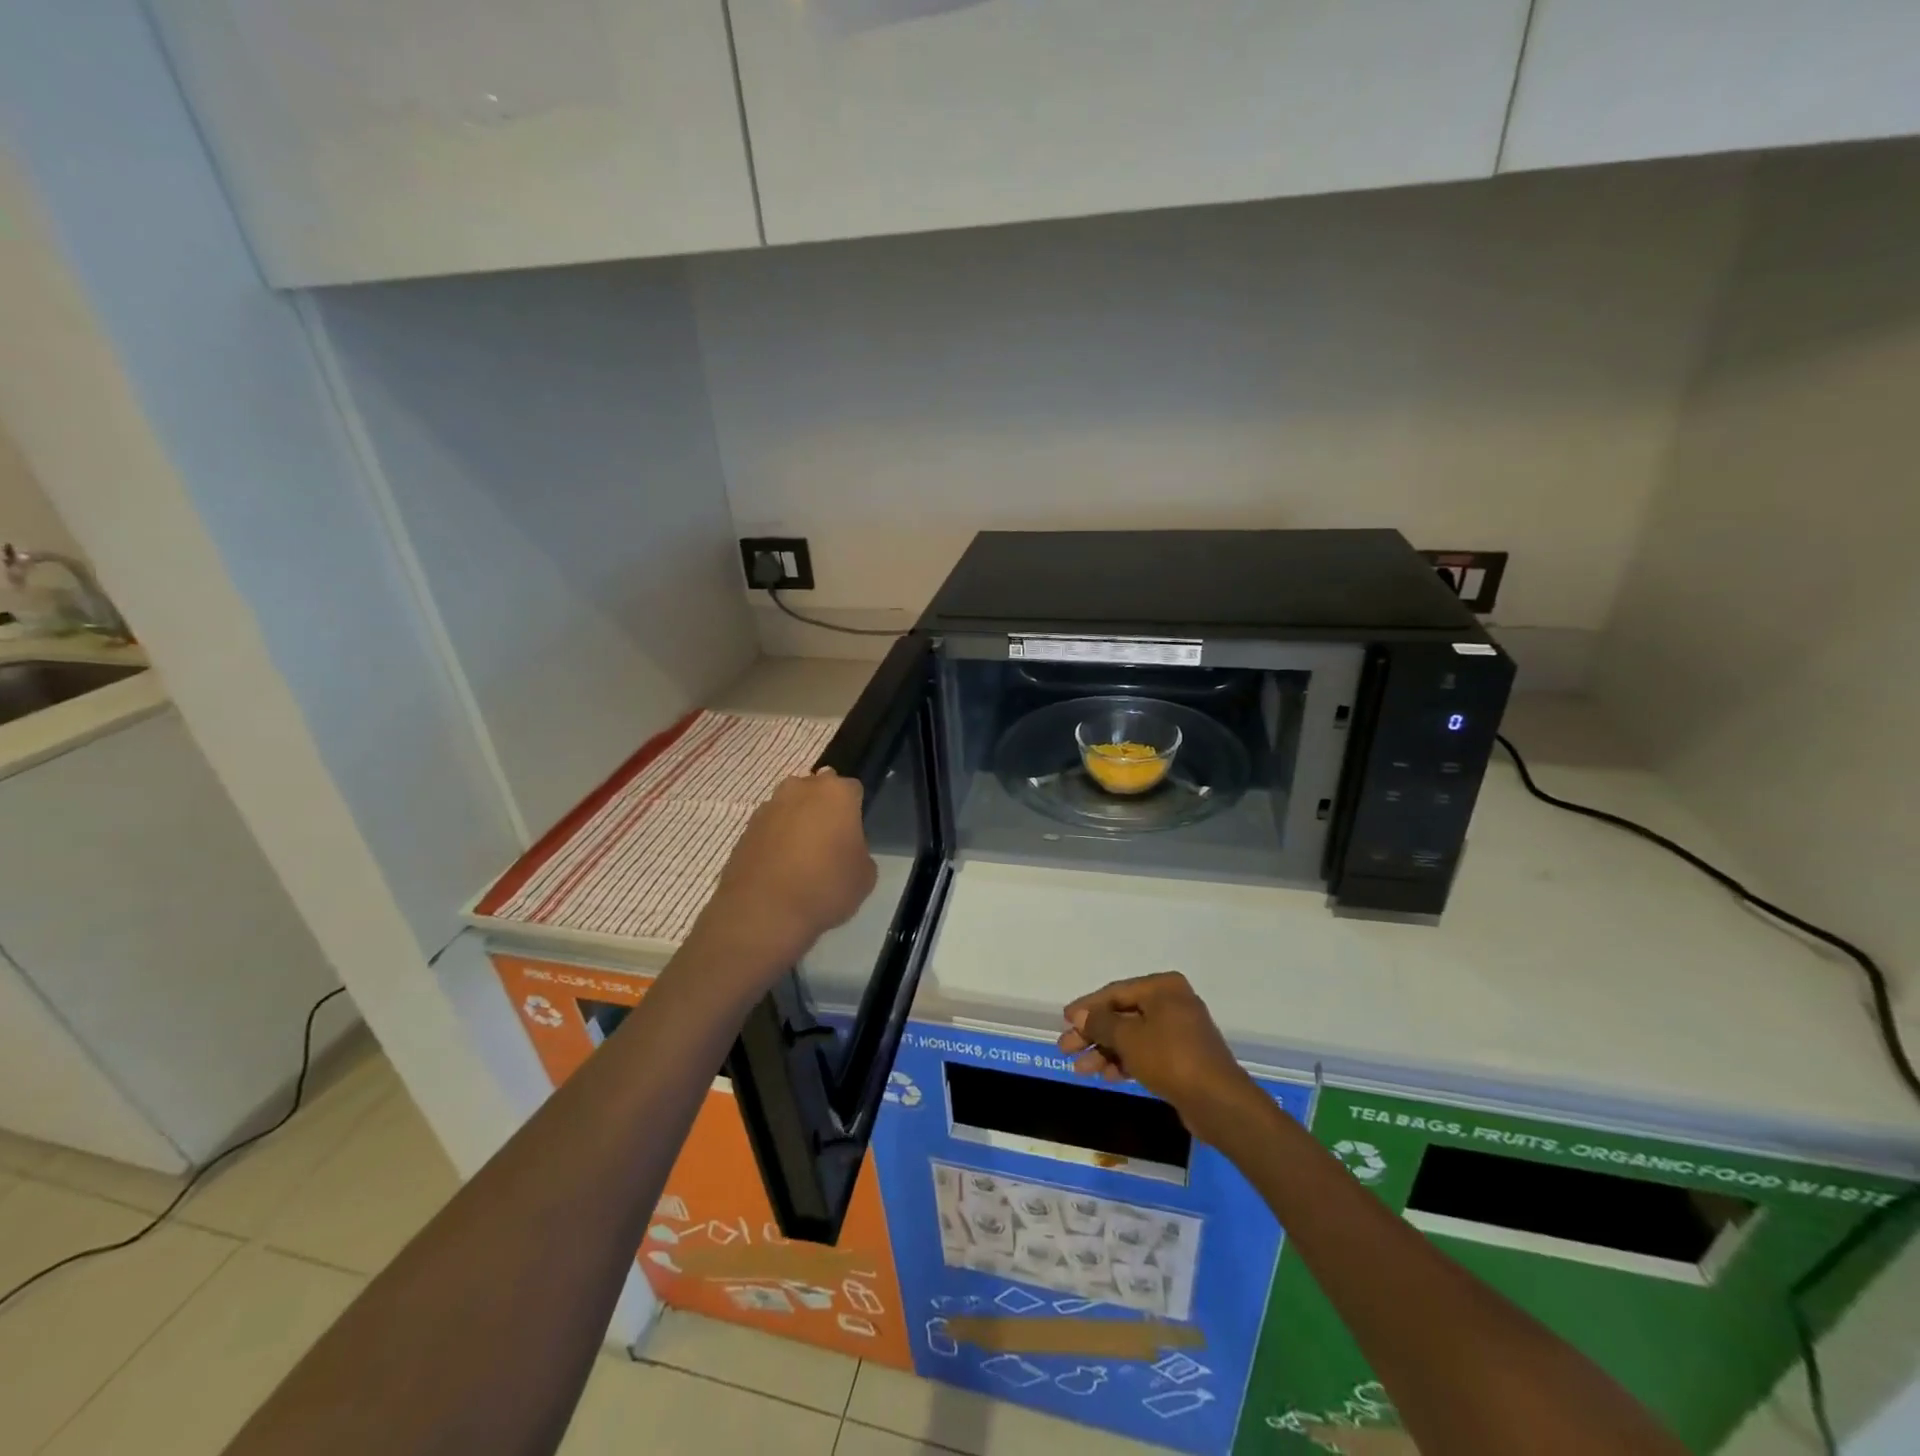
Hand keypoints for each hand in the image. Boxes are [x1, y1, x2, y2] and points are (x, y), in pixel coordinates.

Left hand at [705, 770, 876, 965]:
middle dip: (824, 807)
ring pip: (791, 805)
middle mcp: (801, 789)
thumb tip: (846, 850)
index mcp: (837, 793)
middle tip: (829, 841)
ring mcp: (769, 806)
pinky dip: (775, 839)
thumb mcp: (865, 876)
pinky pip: (770, 826)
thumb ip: (860, 851)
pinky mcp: (745, 828)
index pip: (853, 789)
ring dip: (797, 820)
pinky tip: (779, 867)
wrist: (763, 912)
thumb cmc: (825, 887)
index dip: (855, 812)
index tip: (854, 835)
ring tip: (801, 856)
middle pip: (818, 789)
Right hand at [1057, 972, 1258, 1139]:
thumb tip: (1080, 1016)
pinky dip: (1125, 1061)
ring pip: (1133, 1036)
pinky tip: (1106, 1075)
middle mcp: (1172, 1003)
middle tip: (1065, 1048)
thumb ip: (1100, 1023)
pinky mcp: (1183, 1057)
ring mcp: (1180, 1031)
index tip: (1064, 1020)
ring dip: (1105, 1051)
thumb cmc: (1170, 1058)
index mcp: (1162, 988)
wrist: (1218, 1102)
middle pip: (1122, 1015)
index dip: (1087, 1007)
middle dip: (1093, 1034)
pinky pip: (1146, 1052)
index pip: (1115, 992)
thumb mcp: (1128, 1038)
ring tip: (1080, 1069)